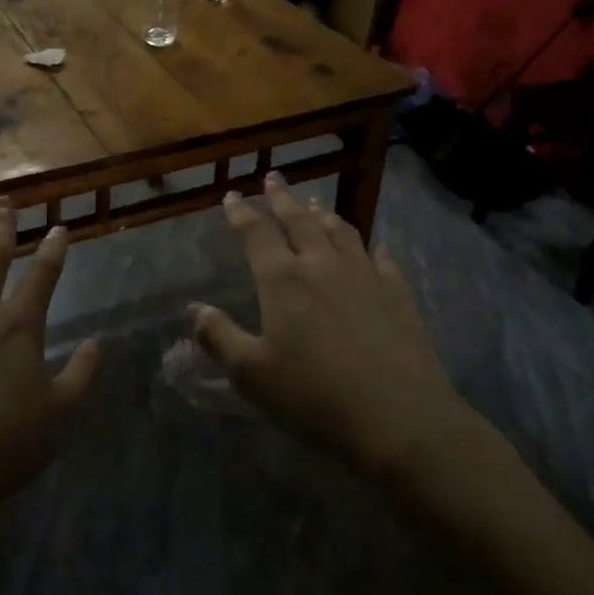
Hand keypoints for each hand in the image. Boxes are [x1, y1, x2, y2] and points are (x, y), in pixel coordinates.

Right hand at [191, 174, 467, 483]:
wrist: (398, 416)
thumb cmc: (314, 396)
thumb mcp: (252, 374)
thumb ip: (219, 338)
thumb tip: (195, 310)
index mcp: (282, 279)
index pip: (257, 233)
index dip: (241, 213)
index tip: (231, 196)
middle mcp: (322, 264)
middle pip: (299, 220)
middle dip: (282, 198)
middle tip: (274, 178)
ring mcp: (364, 275)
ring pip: (340, 231)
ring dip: (323, 214)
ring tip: (315, 203)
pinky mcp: (397, 293)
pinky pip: (381, 259)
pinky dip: (371, 248)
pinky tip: (374, 248)